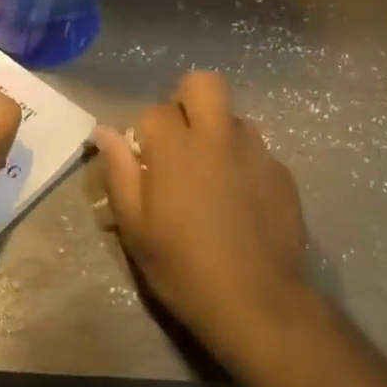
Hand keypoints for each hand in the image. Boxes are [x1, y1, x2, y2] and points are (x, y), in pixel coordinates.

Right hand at [94, 72, 309, 362]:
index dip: (145, 133)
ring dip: (217, 132)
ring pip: (232, 117)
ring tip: (212, 174)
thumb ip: (119, 173)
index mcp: (176, 147)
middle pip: (203, 83)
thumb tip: (104, 132)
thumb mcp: (136, 229)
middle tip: (181, 140)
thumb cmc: (184, 268)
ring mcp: (255, 151)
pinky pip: (257, 151)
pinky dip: (243, 163)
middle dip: (187, 99)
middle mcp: (217, 136)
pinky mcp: (282, 173)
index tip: (145, 162)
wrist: (257, 303)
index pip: (154, 111)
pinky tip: (241, 201)